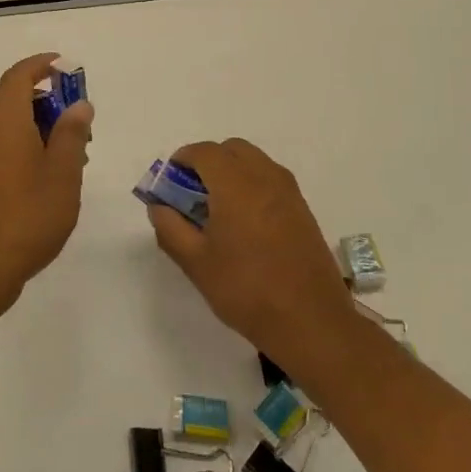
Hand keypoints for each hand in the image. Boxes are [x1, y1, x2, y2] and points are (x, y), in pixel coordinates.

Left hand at [0, 53, 94, 313]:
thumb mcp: (62, 171)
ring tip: (76, 152)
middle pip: (16, 100)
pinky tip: (54, 176)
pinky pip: (7, 147)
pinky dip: (31, 147)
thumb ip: (72, 133)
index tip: (65, 66)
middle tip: (83, 121)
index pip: (18, 77)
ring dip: (43, 127)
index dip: (41, 65)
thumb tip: (78, 105)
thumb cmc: (28, 213)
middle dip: (50, 101)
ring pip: (13, 127)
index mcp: (5, 121)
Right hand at [146, 138, 355, 366]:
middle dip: (208, 162)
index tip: (170, 184)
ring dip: (232, 171)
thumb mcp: (195, 262)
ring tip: (218, 209)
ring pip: (254, 162)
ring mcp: (289, 192)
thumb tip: (159, 206)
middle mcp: (264, 177)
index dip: (182, 160)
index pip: (204, 152)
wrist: (311, 321)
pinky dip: (252, 185)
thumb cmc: (246, 289)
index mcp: (235, 184)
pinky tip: (245, 223)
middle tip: (192, 194)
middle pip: (231, 149)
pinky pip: (271, 180)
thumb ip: (170, 228)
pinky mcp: (303, 209)